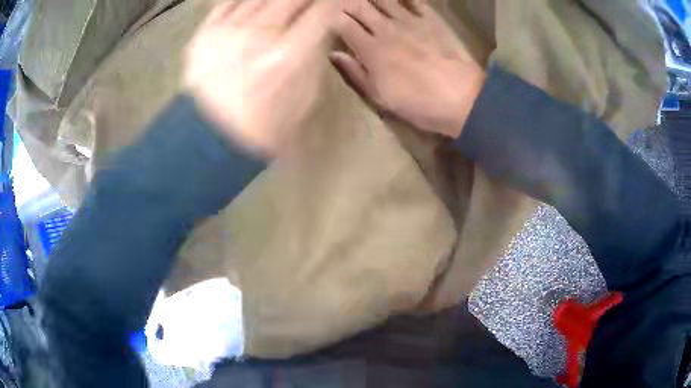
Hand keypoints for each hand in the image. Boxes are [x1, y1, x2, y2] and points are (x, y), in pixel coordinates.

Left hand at [185, 0, 336, 156]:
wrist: (212, 136)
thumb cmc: (264, 123)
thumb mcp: (305, 95)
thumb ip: (315, 55)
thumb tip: (319, 27)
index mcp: (287, 56)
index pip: (321, 10)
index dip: (332, 3)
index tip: (335, 3)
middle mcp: (257, 35)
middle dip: (307, 0)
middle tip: (308, 5)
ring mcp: (227, 31)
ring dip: (278, 1)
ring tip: (283, 8)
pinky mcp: (204, 34)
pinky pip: (230, 2)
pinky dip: (247, 2)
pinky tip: (254, 8)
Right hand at [332, 0, 484, 137]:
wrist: (461, 98)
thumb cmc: (418, 103)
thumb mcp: (380, 97)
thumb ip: (355, 73)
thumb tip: (334, 54)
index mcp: (370, 50)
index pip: (344, 24)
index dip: (334, 19)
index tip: (332, 20)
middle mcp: (385, 29)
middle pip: (360, 7)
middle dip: (348, 3)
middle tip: (346, 5)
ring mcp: (409, 20)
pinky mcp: (430, 19)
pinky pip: (414, 0)